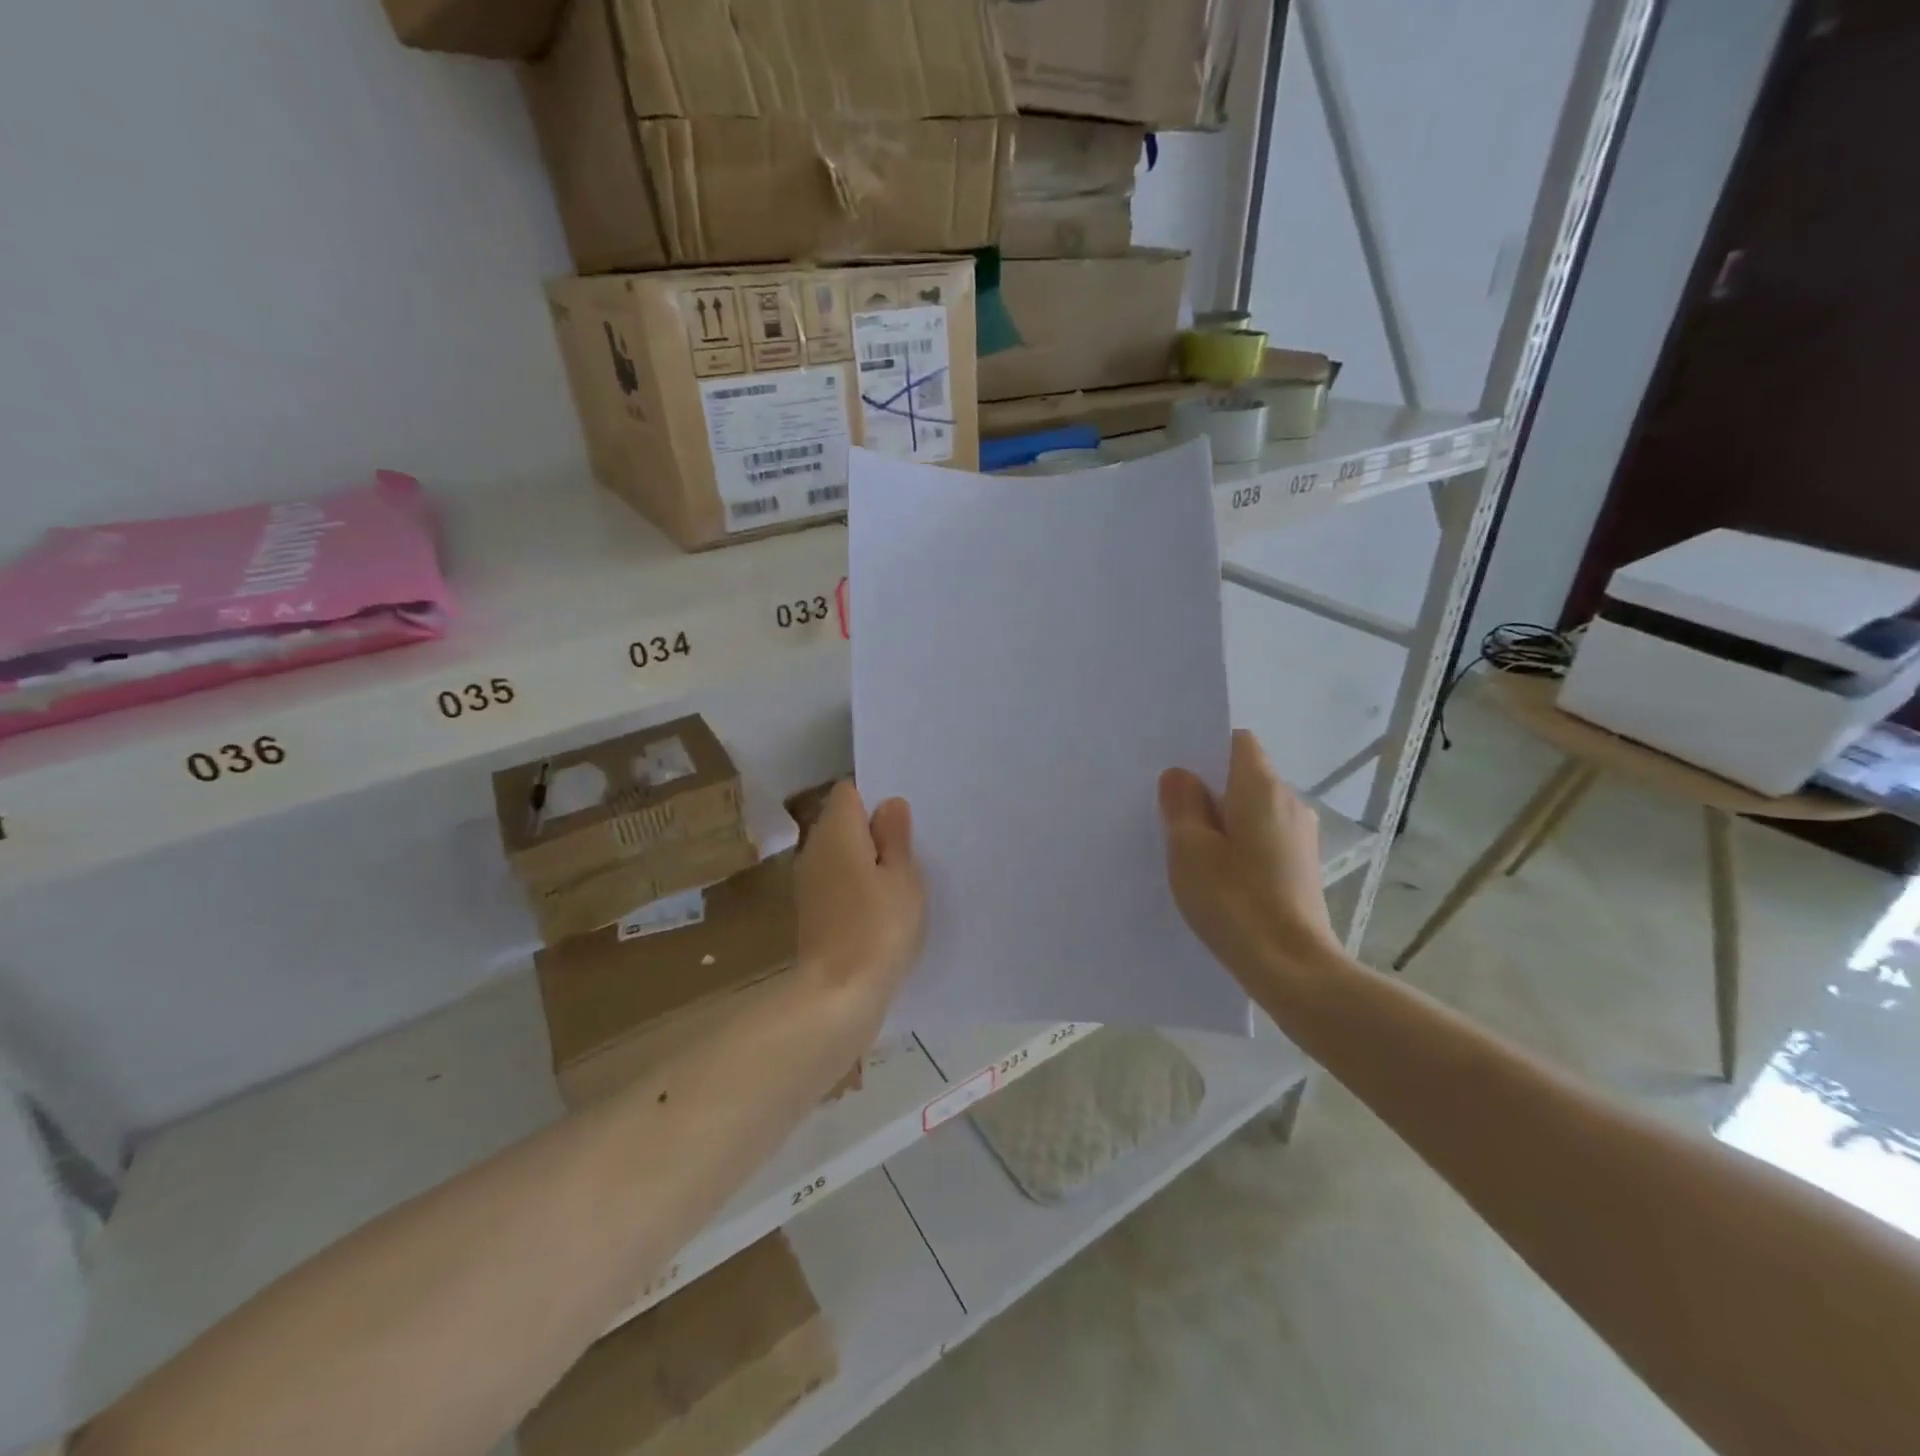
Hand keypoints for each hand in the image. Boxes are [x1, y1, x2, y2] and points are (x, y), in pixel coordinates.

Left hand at [794, 780, 926, 1035]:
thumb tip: (889, 804)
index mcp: (836, 830)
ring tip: (901, 876)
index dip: (876, 798)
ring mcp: (808, 881)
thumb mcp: (902, 877)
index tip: (904, 818)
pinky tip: (881, 904)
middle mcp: (814, 848)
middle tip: (911, 847)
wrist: (838, 993)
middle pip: (843, 821)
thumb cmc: (878, 927)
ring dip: (866, 858)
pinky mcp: (811, 910)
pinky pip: (837, 879)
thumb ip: (895, 836)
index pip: (850, 792)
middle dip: (873, 829)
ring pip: (840, 852)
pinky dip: (856, 883)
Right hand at [1158, 730, 1342, 983]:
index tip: (1174, 773)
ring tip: (1187, 849)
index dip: (1204, 749)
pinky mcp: (1302, 868)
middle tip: (1167, 813)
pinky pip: (1262, 838)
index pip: (1236, 741)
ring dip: (1221, 821)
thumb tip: (1180, 776)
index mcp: (1262, 788)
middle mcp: (1289, 803)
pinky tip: (1216, 876)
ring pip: (1251, 811)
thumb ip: (1181, 805)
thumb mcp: (1190, 851)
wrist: (1294, 970)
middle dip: (1207, 789)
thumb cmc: (1235, 902)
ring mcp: (1300, 838)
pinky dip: (1238, 845)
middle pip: (1243, 777)